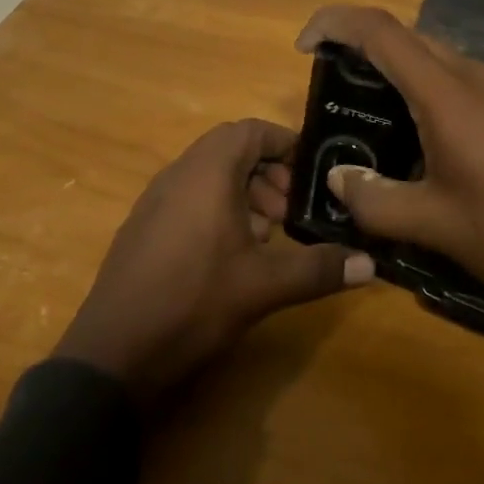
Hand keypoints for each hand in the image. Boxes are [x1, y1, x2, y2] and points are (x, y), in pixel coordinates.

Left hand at [55, 119, 373, 400]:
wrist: (112, 353)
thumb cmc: (192, 303)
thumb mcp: (263, 287)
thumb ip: (318, 270)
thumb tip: (372, 265)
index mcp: (208, 170)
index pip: (252, 130)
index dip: (285, 143)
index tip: (312, 172)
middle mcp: (180, 172)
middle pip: (232, 149)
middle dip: (268, 173)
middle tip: (290, 211)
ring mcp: (156, 198)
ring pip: (210, 174)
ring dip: (244, 192)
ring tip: (266, 236)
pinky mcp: (144, 225)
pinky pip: (190, 196)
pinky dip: (218, 209)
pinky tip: (231, 255)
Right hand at [296, 6, 483, 344]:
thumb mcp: (436, 226)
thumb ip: (375, 200)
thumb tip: (338, 179)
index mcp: (447, 92)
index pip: (380, 30)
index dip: (335, 23)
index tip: (304, 46)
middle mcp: (472, 76)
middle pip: (405, 37)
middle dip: (359, 46)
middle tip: (327, 86)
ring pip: (431, 57)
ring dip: (391, 69)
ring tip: (361, 113)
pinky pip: (454, 81)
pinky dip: (419, 90)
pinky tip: (412, 138)